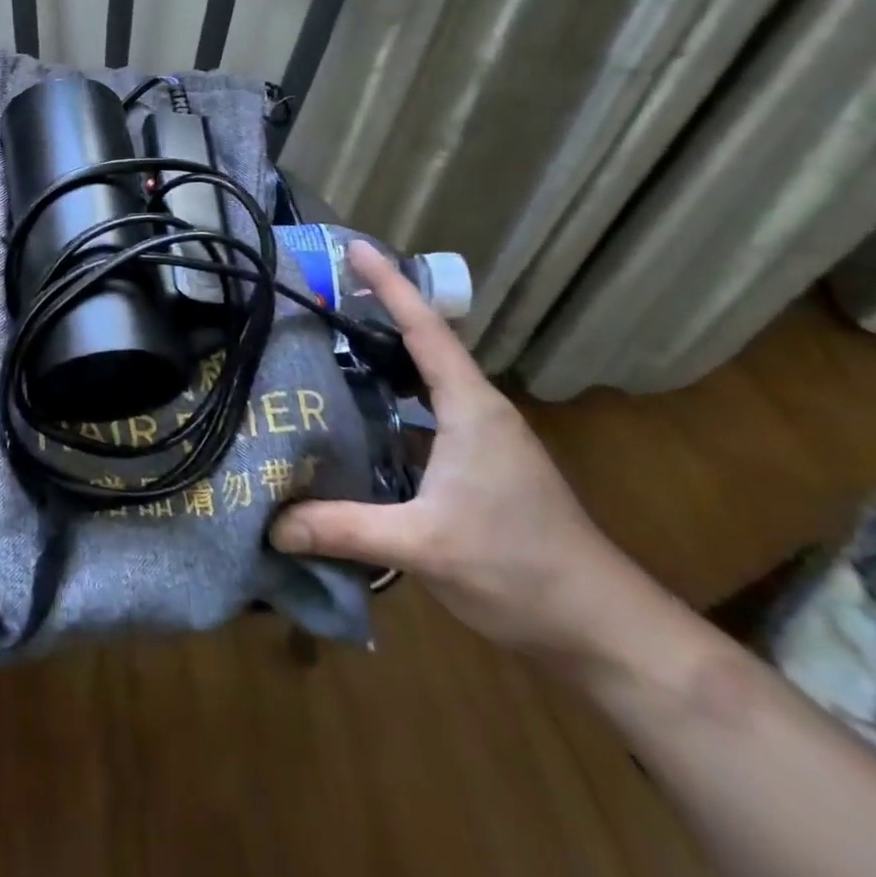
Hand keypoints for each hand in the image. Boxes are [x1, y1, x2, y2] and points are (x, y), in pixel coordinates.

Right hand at [269, 241, 637, 661]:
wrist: (604, 630)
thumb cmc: (521, 569)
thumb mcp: (425, 545)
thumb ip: (345, 528)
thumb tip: (271, 523)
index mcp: (470, 408)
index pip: (424, 329)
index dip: (388, 284)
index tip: (353, 246)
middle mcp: (476, 412)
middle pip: (419, 346)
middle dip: (374, 316)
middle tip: (318, 298)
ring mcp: (480, 442)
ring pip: (419, 386)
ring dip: (378, 365)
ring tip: (322, 354)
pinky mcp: (476, 470)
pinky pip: (420, 421)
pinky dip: (385, 410)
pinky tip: (351, 426)